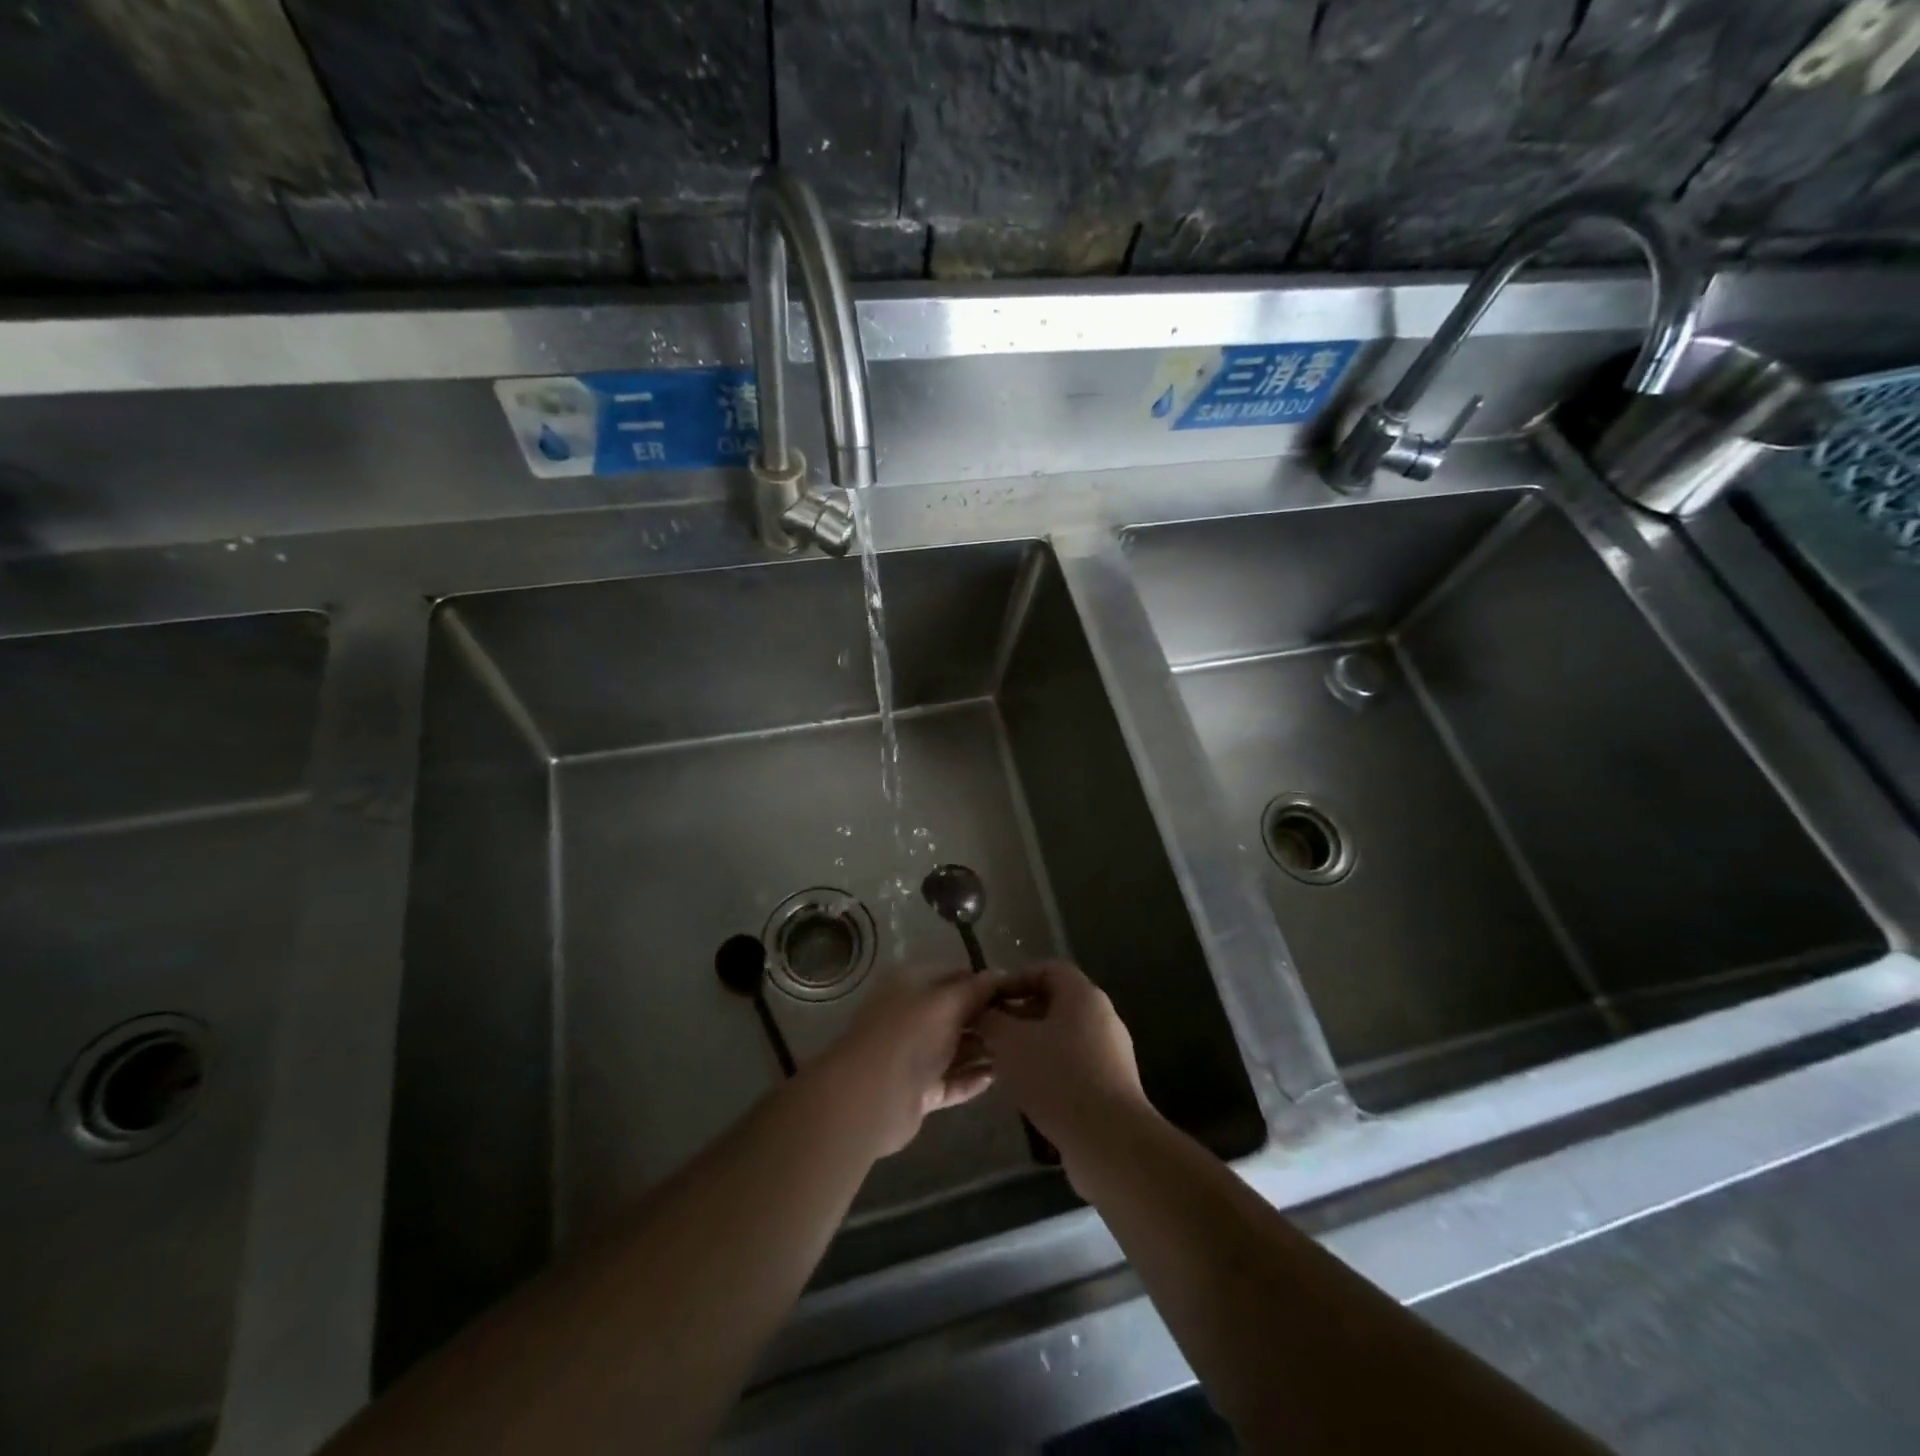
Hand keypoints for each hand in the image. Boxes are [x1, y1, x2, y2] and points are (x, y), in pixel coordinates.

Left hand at [813, 968, 1002, 1157]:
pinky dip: (972, 1078)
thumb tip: (999, 974)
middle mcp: (912, 1015)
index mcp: (912, 985)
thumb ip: (975, 989)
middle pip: (956, 1012)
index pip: (954, 975)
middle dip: (987, 1017)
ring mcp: (914, 1055)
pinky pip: (952, 1080)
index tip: (1016, 990)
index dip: (983, 981)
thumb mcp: (947, 1002)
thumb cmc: (910, 1035)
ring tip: (1020, 1051)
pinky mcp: (919, 1090)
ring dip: (983, 1049)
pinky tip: (998, 1076)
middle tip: (1024, 1024)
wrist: (872, 1097)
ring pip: (955, 1048)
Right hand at [975, 961, 1151, 1173]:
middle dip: (1018, 1016)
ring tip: (1001, 1064)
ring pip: (1061, 1037)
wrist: (1108, 1141)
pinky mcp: (1110, 1086)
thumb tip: (982, 1012)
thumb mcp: (1010, 1043)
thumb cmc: (1057, 1077)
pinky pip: (1072, 1064)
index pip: (1047, 969)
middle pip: (1054, 1003)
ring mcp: (1110, 1053)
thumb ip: (991, 1021)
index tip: (989, 1000)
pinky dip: (1047, 1070)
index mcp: (1083, 995)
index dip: (1015, 979)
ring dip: (1030, 1046)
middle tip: (989, 1034)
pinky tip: (1026, 1091)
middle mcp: (1102, 1017)